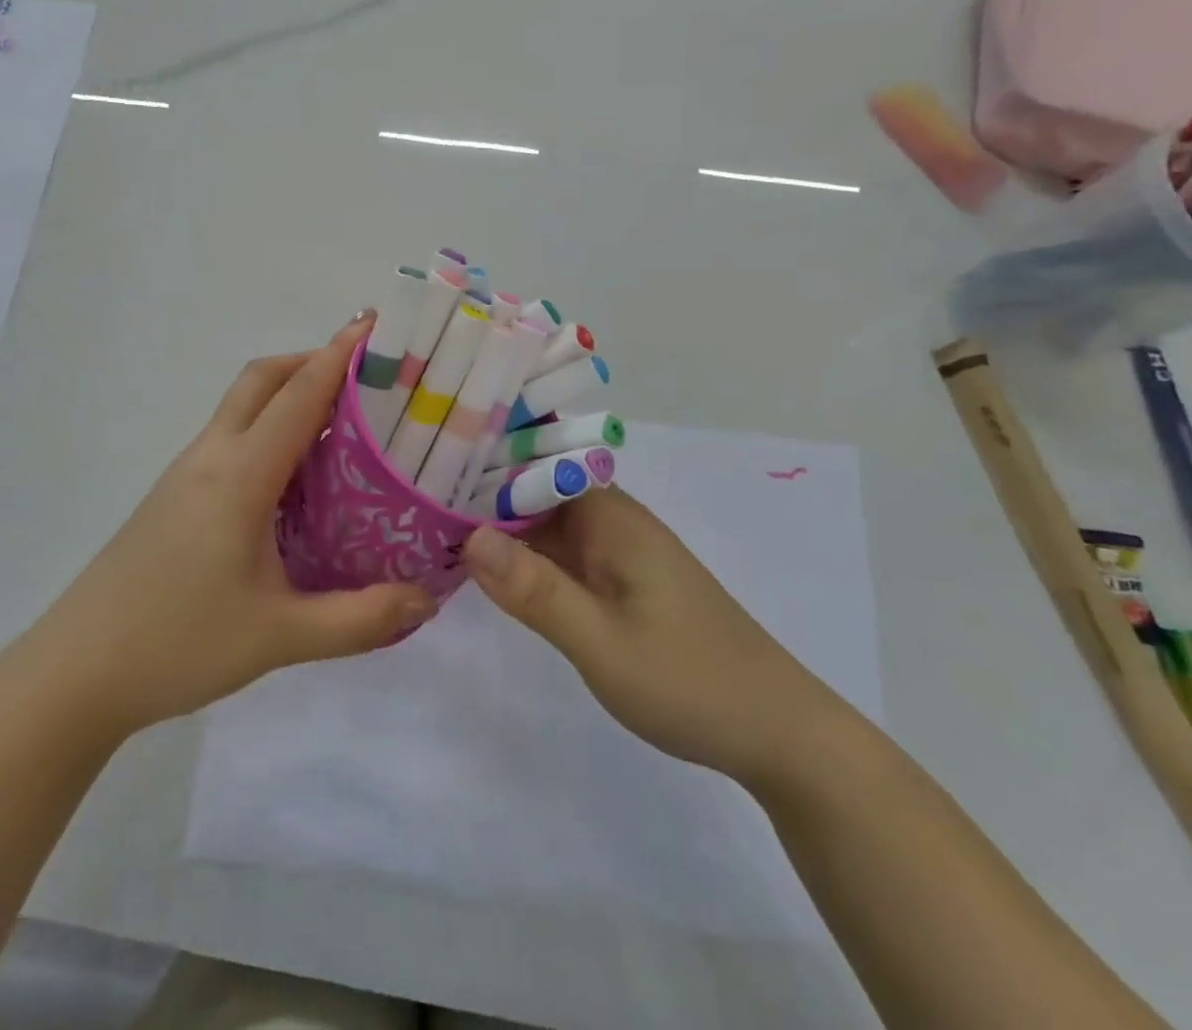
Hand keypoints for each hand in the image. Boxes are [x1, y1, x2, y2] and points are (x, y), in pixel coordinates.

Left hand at [30, 312, 437, 737]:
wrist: (75, 672)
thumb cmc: (177, 644)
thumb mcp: (279, 637)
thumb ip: (359, 620)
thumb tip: (429, 601)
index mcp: (240, 475)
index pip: (298, 396)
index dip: (337, 356)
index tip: (373, 326)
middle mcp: (212, 458)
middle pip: (261, 380)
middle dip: (310, 362)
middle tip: (364, 377)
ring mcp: (187, 474)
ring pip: (241, 406)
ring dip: (288, 394)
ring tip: (342, 422)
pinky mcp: (174, 495)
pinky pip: (230, 438)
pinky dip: (268, 428)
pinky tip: (294, 476)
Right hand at [463, 487, 844, 784]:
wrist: (776, 731)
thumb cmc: (689, 680)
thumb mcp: (601, 642)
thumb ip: (535, 590)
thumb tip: (469, 535)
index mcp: (611, 516)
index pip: (538, 462)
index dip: (485, 459)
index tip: (428, 466)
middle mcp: (612, 520)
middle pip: (536, 489)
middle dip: (481, 492)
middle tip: (414, 497)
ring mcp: (616, 551)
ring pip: (545, 522)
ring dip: (499, 525)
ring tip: (433, 524)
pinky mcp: (619, 581)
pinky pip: (560, 553)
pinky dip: (523, 556)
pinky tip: (485, 567)